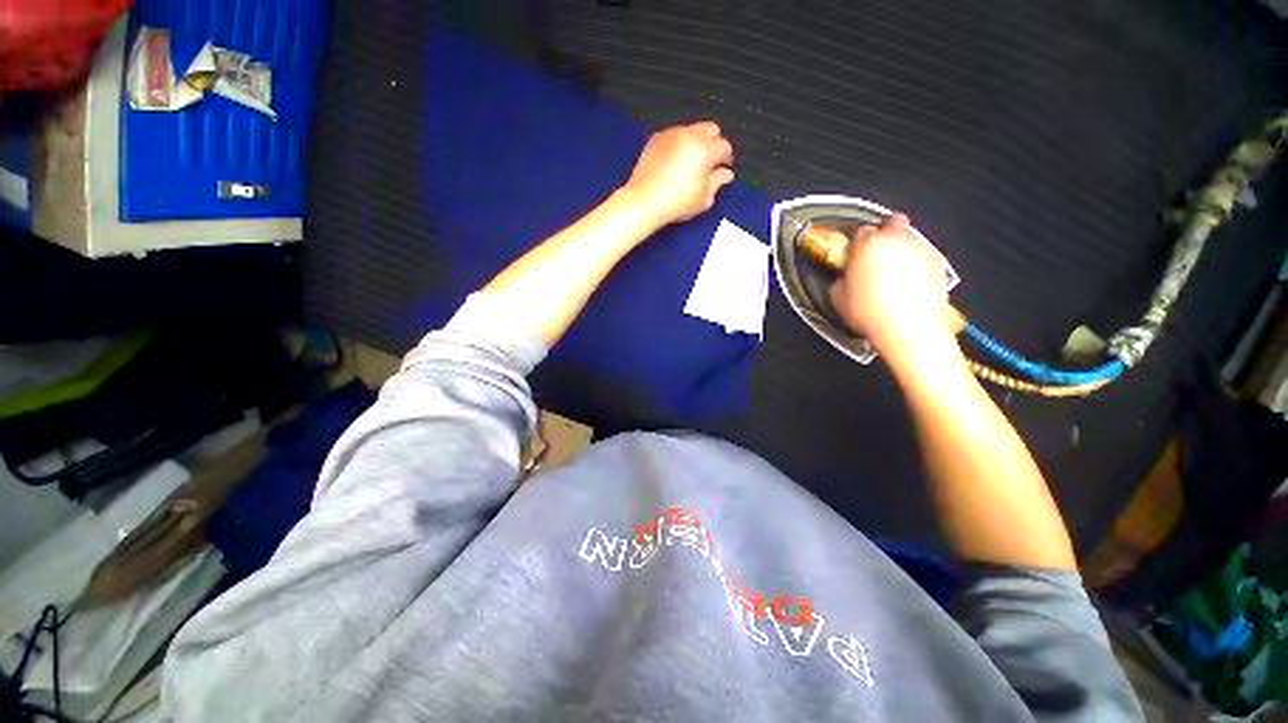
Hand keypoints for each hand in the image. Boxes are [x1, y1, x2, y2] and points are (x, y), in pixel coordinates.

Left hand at [621, 121, 734, 226]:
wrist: (644, 202)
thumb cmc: (675, 203)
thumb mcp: (703, 199)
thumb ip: (717, 183)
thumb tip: (725, 174)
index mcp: (704, 150)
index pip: (724, 146)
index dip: (726, 158)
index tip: (724, 168)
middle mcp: (689, 136)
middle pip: (711, 129)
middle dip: (714, 143)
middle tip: (710, 162)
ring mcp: (671, 134)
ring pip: (692, 129)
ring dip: (696, 142)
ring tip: (692, 163)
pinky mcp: (656, 139)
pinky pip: (674, 134)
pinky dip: (679, 143)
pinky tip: (675, 161)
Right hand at [829, 214, 952, 361]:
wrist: (908, 328)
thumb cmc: (870, 311)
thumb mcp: (839, 297)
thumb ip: (841, 280)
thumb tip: (845, 278)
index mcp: (867, 244)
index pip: (860, 231)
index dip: (856, 243)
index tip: (853, 254)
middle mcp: (896, 240)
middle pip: (892, 223)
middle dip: (885, 233)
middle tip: (876, 253)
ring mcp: (920, 249)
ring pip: (910, 238)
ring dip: (901, 249)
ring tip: (892, 273)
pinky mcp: (938, 263)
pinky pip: (924, 256)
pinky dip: (916, 264)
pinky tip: (908, 284)